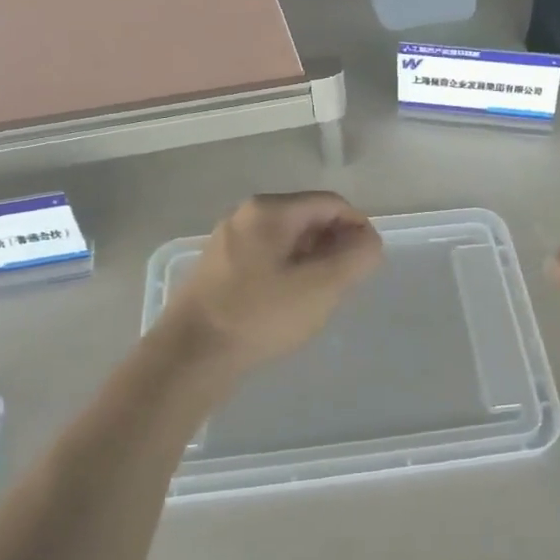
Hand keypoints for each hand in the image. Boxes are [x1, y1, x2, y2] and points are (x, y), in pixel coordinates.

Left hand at [161, 193, 382, 372]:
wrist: (190, 356)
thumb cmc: (260, 316)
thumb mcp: (321, 288)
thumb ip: (356, 258)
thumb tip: (369, 241)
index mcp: (270, 210)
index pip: (331, 204)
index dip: (358, 228)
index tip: (368, 262)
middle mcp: (246, 215)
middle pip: (308, 218)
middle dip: (335, 245)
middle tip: (346, 283)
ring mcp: (228, 241)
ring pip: (287, 241)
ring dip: (312, 261)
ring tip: (321, 297)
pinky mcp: (218, 268)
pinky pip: (266, 258)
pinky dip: (288, 272)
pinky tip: (289, 304)